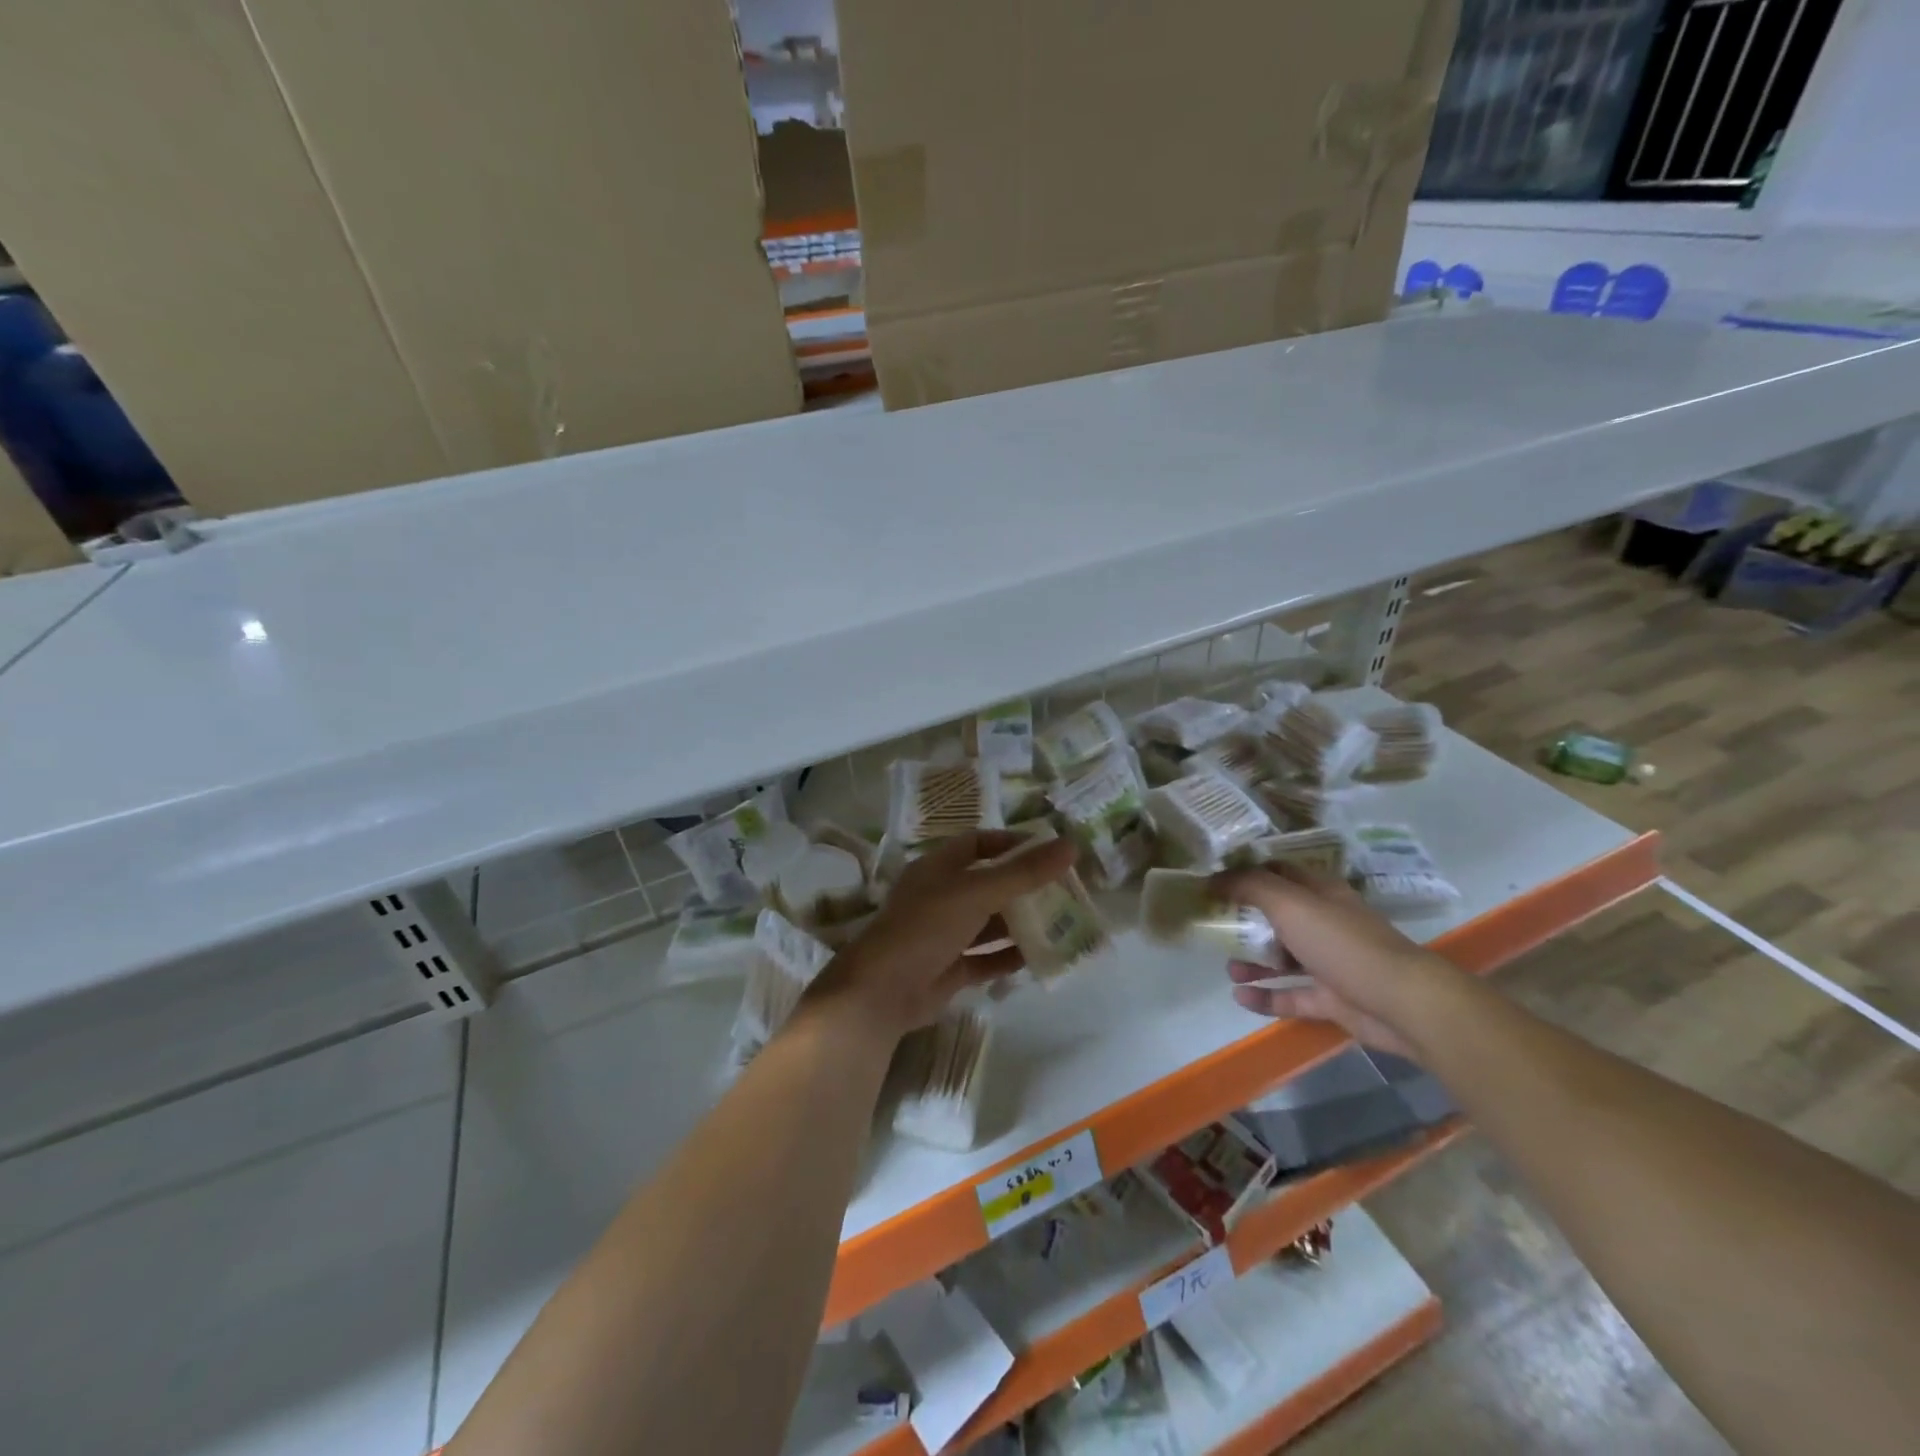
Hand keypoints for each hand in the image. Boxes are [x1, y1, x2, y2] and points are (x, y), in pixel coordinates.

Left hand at [805, 830, 1077, 1040]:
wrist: (881, 992)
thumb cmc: (926, 927)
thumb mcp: (977, 893)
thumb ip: (1024, 872)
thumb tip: (1070, 845)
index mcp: (939, 867)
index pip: (979, 843)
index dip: (1012, 844)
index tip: (1049, 851)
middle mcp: (942, 896)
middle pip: (990, 883)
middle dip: (1025, 887)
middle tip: (1067, 889)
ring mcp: (945, 934)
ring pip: (990, 923)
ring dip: (1022, 923)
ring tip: (1064, 923)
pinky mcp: (951, 968)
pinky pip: (987, 958)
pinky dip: (1011, 956)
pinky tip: (1041, 956)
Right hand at [1211, 866, 1461, 1058]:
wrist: (1402, 1003)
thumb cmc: (1342, 943)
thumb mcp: (1290, 904)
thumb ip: (1250, 887)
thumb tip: (1214, 877)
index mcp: (1319, 893)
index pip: (1278, 873)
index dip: (1247, 874)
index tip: (1214, 880)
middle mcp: (1325, 923)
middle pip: (1278, 917)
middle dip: (1246, 922)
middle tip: (1214, 927)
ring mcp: (1330, 963)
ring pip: (1283, 958)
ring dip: (1253, 962)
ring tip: (1228, 968)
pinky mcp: (1332, 999)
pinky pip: (1291, 996)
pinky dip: (1266, 997)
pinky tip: (1240, 997)